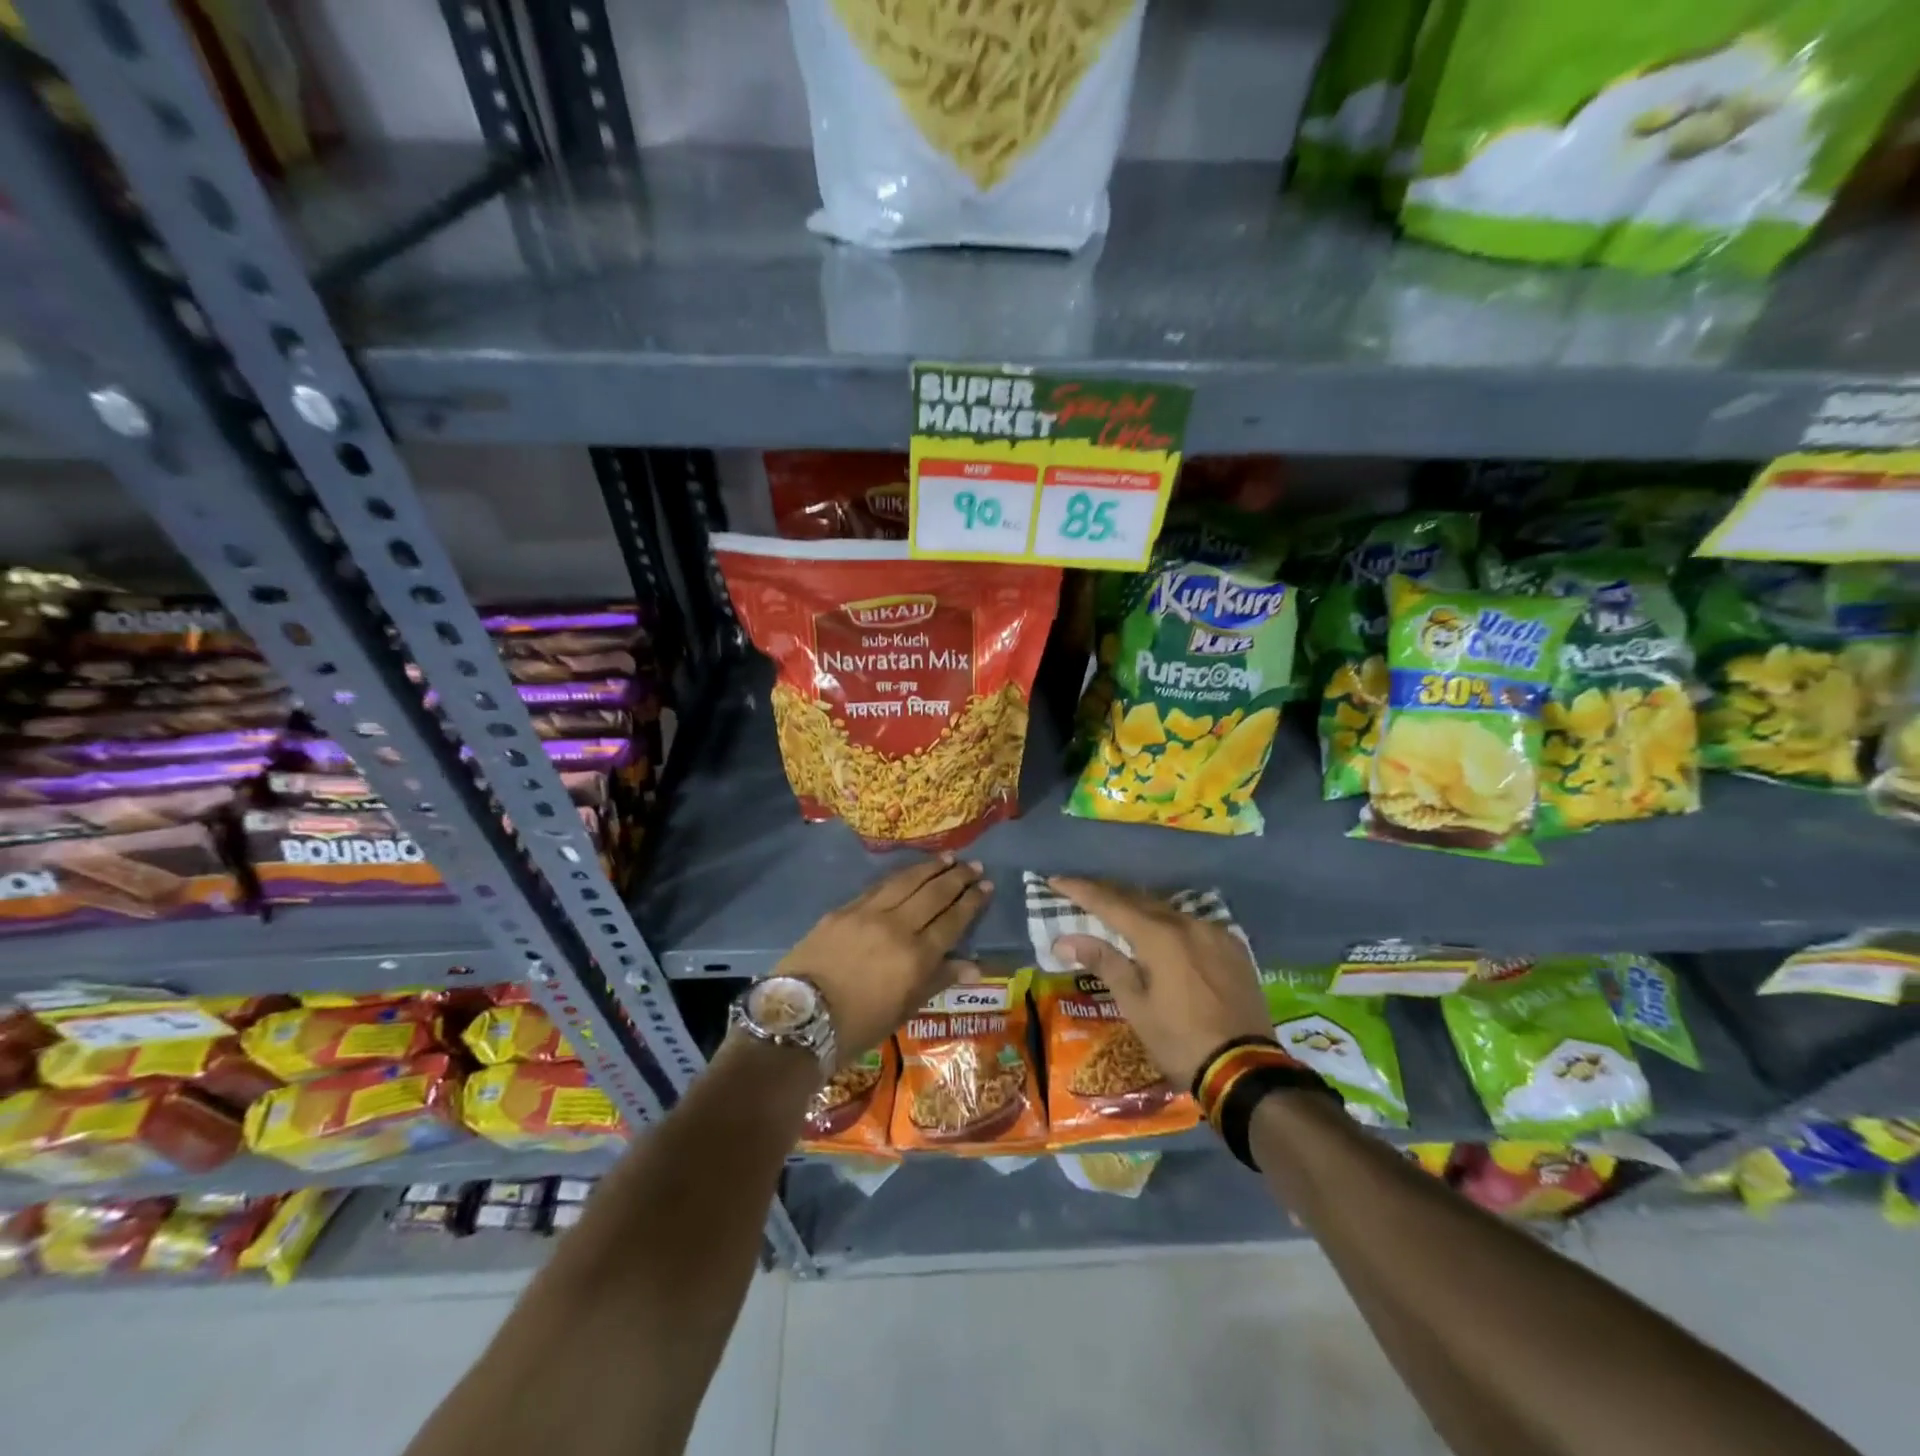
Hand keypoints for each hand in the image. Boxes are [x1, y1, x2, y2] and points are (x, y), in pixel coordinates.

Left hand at [777, 856, 990, 1068]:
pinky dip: (899, 876)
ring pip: (907, 882)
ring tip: (949, 858)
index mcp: (917, 957)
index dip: (972, 902)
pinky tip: (910, 871)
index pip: (953, 920)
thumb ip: (938, 980)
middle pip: (934, 894)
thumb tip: (974, 966)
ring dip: (931, 868)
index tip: (987, 886)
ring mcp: (868, 914)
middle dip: (957, 878)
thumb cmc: (858, 1026)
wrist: (800, 1019)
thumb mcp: (904, 1010)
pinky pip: (878, 887)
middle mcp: (897, 927)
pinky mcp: (843, 909)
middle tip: (974, 865)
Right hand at [1048, 876, 1271, 1088]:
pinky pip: (1193, 925)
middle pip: (1140, 900)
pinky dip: (1169, 925)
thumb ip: (1105, 963)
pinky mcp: (1234, 949)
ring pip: (1168, 911)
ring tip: (1118, 914)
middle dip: (1109, 895)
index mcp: (1160, 936)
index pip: (1111, 903)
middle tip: (1082, 893)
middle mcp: (1188, 923)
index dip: (1081, 890)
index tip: (1056, 880)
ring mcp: (1216, 934)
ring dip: (1140, 910)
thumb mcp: (1136, 1006)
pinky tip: (1163, 935)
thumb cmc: (1180, 1041)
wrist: (1245, 1071)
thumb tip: (1066, 940)